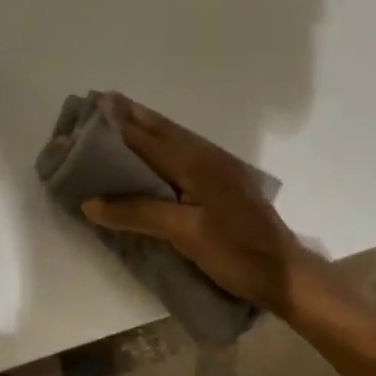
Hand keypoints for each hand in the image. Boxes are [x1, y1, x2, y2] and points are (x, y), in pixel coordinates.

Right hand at [80, 94, 326, 318]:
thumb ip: (139, 213)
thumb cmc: (235, 252)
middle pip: (164, 130)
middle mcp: (208, 157)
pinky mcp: (226, 181)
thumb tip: (91, 202)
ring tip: (123, 118)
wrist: (285, 273)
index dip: (121, 123)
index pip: (149, 138)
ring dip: (149, 127)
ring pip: (177, 138)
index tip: (96, 102)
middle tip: (104, 102)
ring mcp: (221, 168)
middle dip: (134, 116)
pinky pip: (187, 151)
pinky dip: (164, 143)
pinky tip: (156, 151)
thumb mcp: (185, 234)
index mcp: (196, 164)